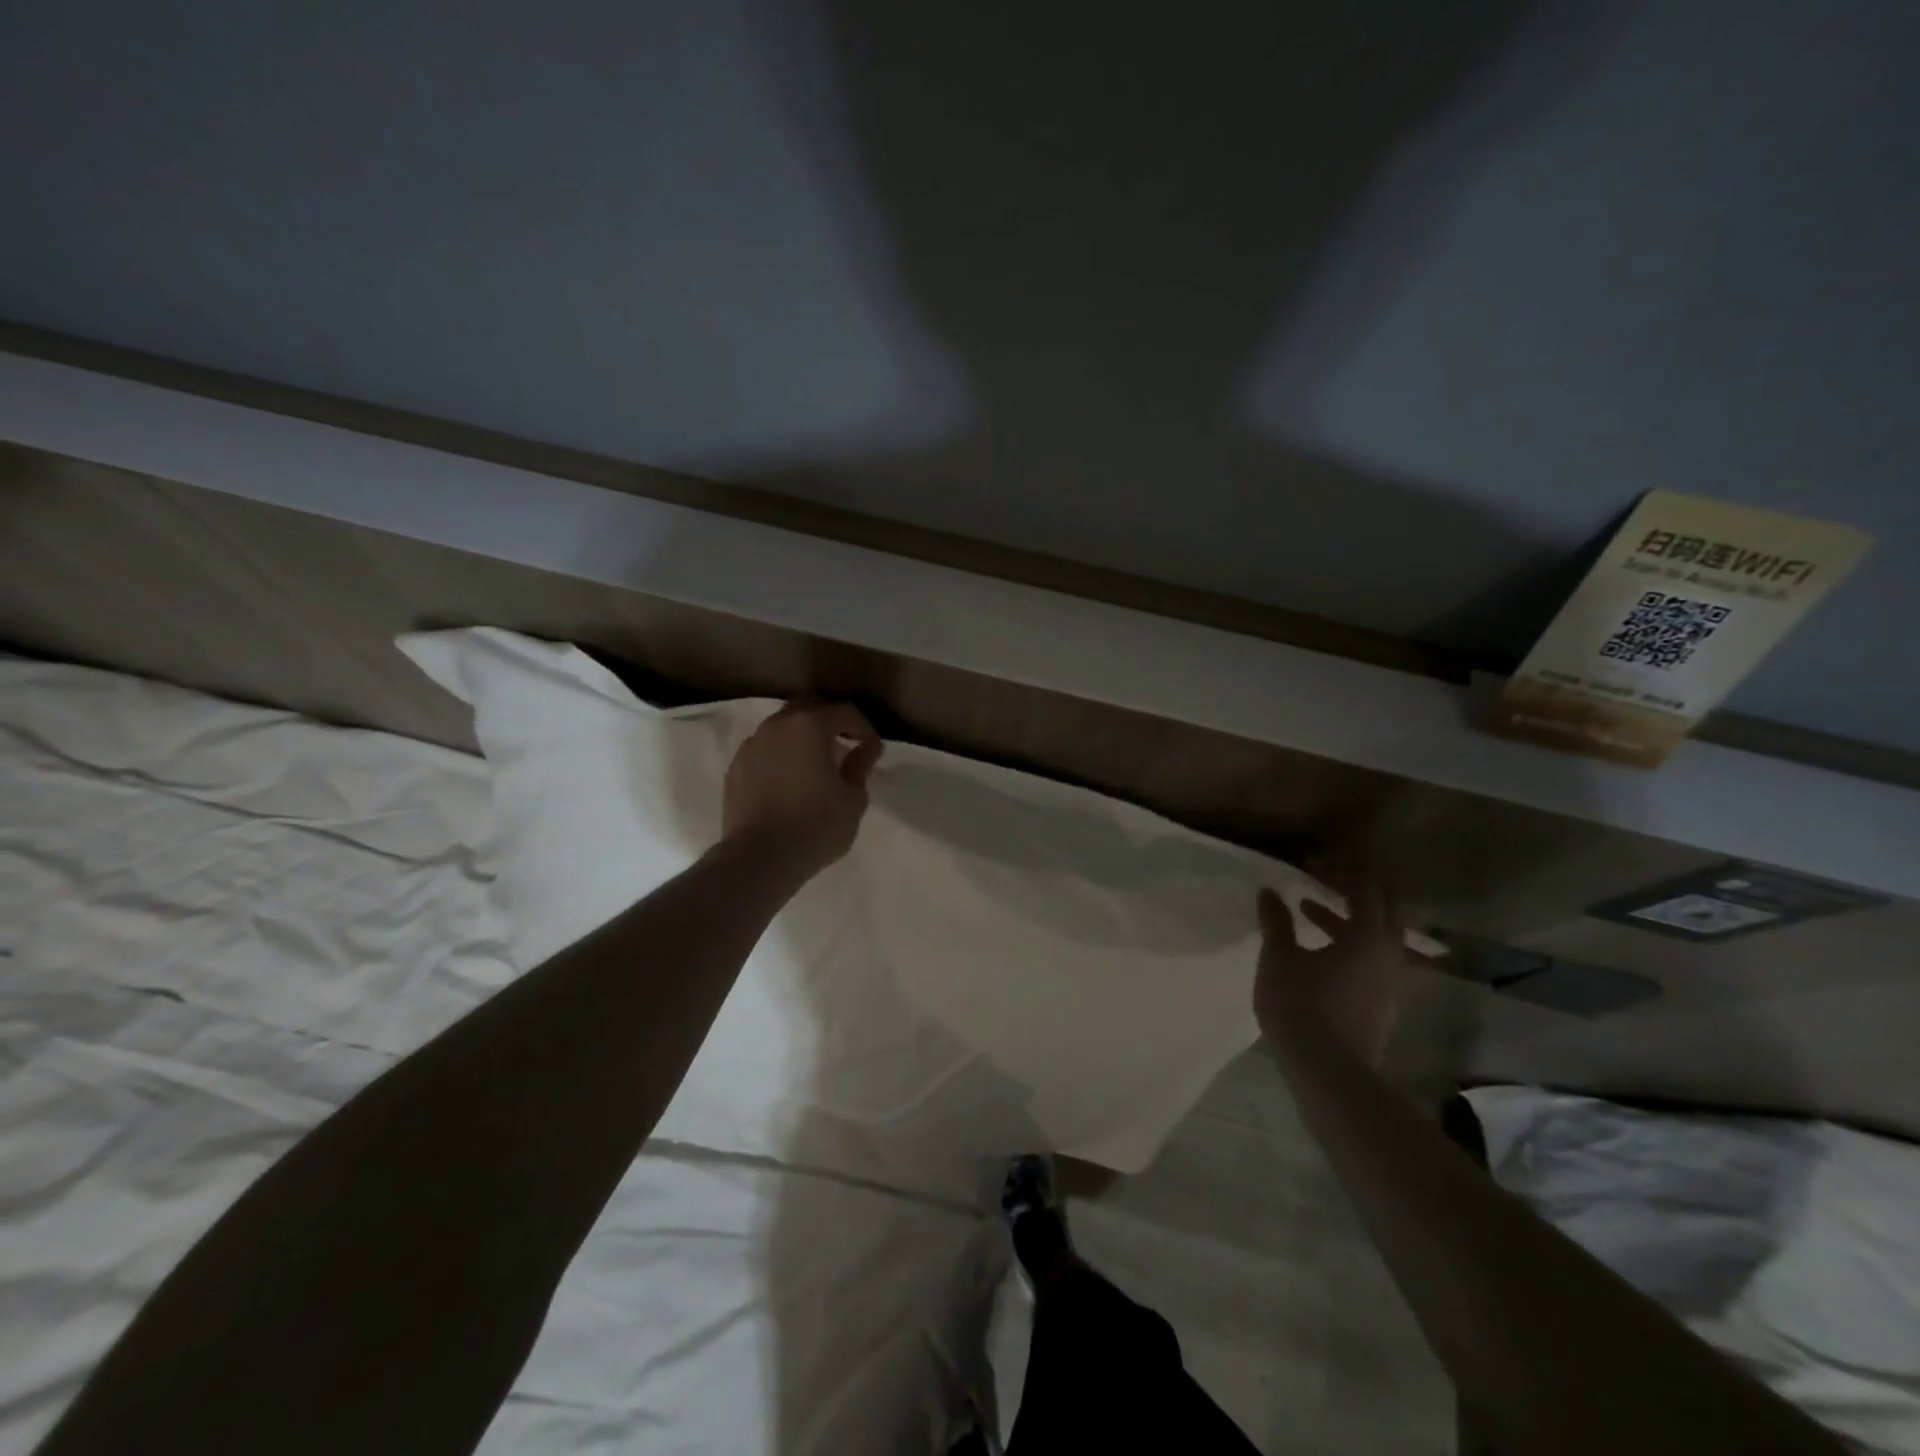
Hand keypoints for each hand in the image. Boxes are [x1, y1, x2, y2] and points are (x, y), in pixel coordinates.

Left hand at [722, 700, 883, 879]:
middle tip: (844, 746)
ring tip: (814, 764)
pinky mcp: (736, 766)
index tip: (871, 749)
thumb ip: (860, 766)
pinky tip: (789, 780)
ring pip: (782, 726)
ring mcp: (752, 744)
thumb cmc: (816, 827)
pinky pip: (764, 749)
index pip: (845, 711)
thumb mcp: (853, 799)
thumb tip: (867, 747)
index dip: (863, 727)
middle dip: (830, 722)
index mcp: (810, 726)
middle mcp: (778, 725)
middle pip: (809, 708)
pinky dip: (780, 755)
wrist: (759, 858)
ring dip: (802, 737)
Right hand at [1255, 872, 1415, 1064]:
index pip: (1365, 887)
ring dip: (1348, 917)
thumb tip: (1269, 892)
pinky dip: (1352, 942)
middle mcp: (1392, 953)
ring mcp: (1393, 981)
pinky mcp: (1384, 1001)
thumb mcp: (1279, 957)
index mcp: (1370, 935)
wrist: (1327, 1070)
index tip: (1307, 867)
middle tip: (1320, 881)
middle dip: (1353, 889)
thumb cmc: (1301, 1004)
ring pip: (1380, 934)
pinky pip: (1375, 958)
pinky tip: (1320, 950)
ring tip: (1308, 912)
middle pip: (1385, 907)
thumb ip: (1276, 921)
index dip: (1337, 871)